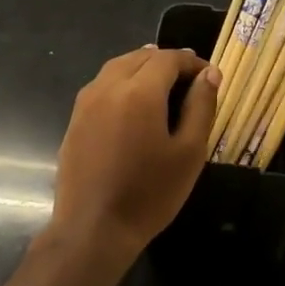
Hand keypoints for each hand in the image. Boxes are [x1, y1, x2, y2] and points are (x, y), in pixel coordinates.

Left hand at [52, 47, 219, 251]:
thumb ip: (201, 106)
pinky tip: (134, 105)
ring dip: (142, 68)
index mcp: (139, 91)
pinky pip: (102, 86)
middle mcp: (108, 86)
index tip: (210, 76)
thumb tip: (210, 74)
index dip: (192, 62)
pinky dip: (122, 83)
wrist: (94, 228)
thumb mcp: (189, 152)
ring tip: (164, 85)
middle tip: (190, 80)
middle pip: (140, 57)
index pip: (169, 58)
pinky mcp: (75, 120)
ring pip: (117, 68)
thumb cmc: (150, 193)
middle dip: (167, 62)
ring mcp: (86, 103)